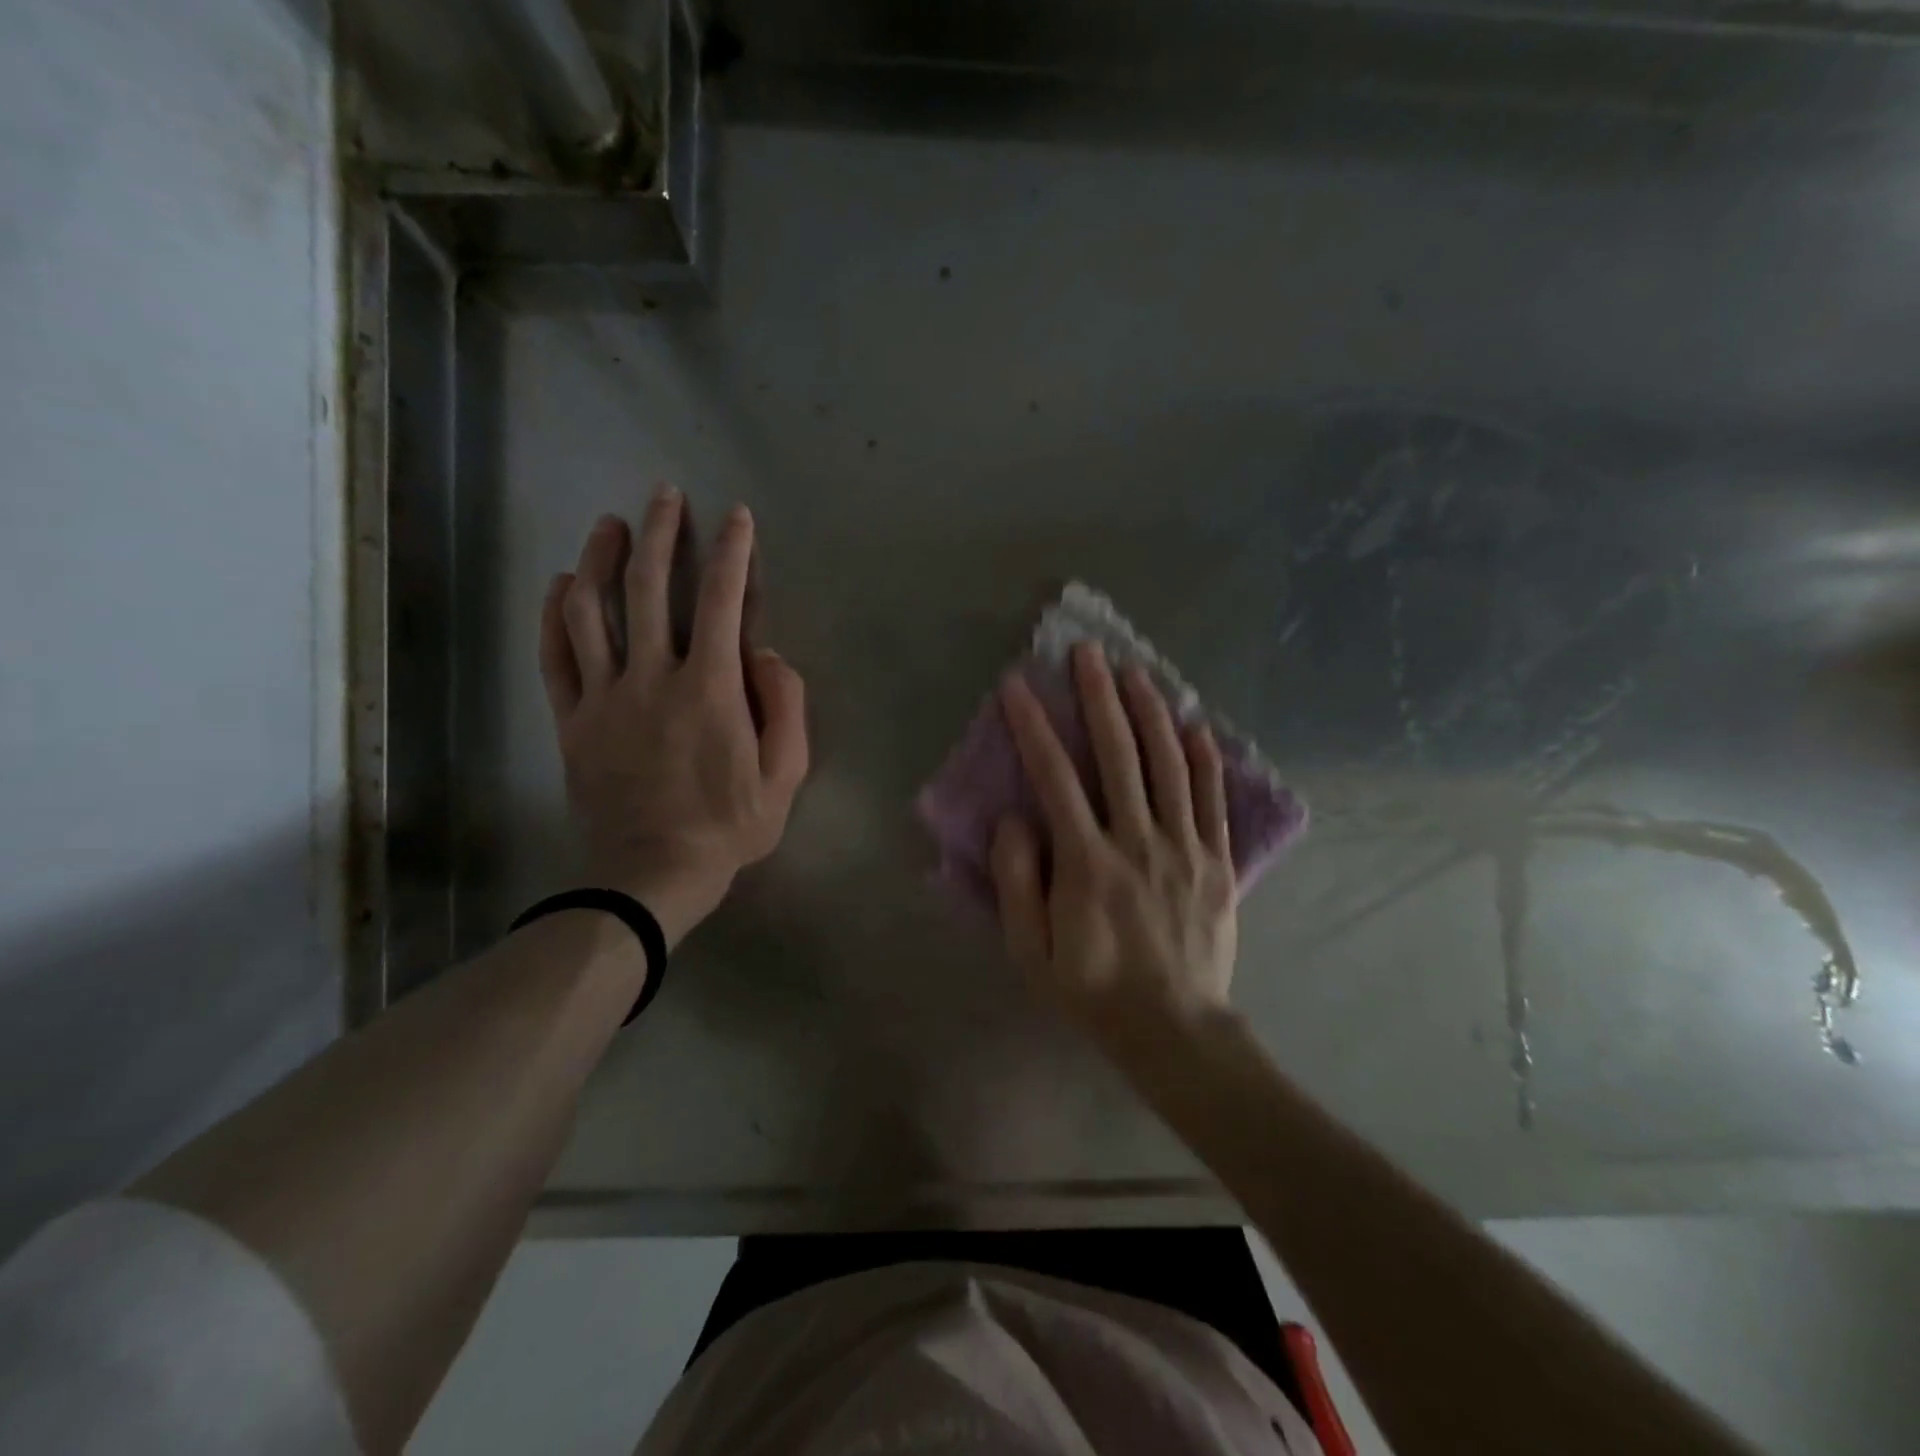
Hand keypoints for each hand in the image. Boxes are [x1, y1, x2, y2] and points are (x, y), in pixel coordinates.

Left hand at [539, 490, 808, 945]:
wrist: (653, 874)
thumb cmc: (730, 826)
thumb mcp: (786, 775)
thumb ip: (786, 706)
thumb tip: (766, 653)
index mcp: (711, 688)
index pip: (725, 601)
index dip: (733, 552)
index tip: (737, 518)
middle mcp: (654, 677)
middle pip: (652, 588)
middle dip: (662, 533)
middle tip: (666, 495)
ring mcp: (605, 697)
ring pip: (594, 611)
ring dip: (602, 559)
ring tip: (611, 525)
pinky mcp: (572, 720)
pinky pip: (556, 657)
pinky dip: (555, 615)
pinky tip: (562, 584)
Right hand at [989, 642, 1237, 1051]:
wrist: (1173, 1030)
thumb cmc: (1092, 990)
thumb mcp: (1030, 952)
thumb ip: (1017, 882)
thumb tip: (1014, 820)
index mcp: (1088, 864)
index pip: (1056, 778)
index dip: (1035, 727)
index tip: (1019, 687)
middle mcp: (1138, 842)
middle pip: (1119, 755)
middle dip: (1099, 698)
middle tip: (1088, 654)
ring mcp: (1184, 848)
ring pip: (1168, 766)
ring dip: (1150, 713)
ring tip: (1136, 672)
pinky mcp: (1217, 861)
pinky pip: (1211, 800)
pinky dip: (1204, 759)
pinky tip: (1195, 725)